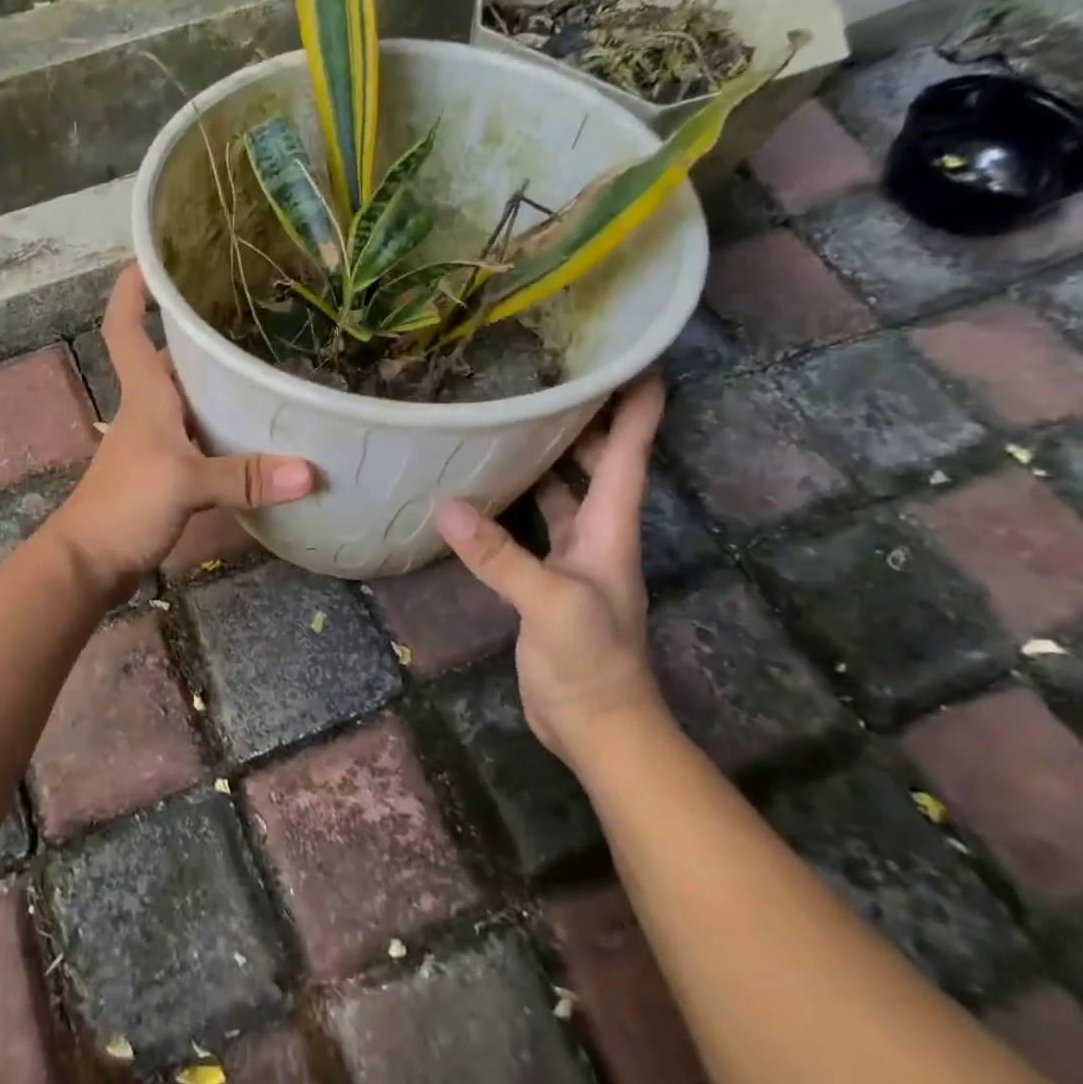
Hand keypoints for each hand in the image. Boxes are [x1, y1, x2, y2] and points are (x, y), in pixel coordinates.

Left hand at [46, 265, 314, 600]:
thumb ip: (244, 476)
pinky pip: (198, 437)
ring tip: (264, 363)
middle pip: (168, 360)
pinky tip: (255, 434)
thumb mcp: (185, 484)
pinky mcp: (165, 474)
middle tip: (246, 311)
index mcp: (145, 396)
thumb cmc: (124, 505)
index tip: (151, 259)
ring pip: (188, 400)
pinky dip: (223, 430)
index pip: (125, 328)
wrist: (89, 562)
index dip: (131, 292)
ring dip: (216, 384)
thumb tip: (310, 471)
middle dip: (196, 333)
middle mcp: (148, 411)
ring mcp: (155, 444)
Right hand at [434, 376, 669, 767]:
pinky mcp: (544, 579)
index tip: (635, 358)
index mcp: (610, 528)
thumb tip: (447, 507)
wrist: (597, 725)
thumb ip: (502, 557)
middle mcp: (595, 533)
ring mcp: (571, 557)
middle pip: (595, 463)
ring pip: (561, 491)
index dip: (636, 407)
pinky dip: (513, 501)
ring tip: (510, 418)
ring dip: (546, 457)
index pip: (629, 454)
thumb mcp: (551, 605)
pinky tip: (482, 489)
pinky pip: (531, 524)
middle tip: (547, 377)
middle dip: (582, 419)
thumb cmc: (591, 662)